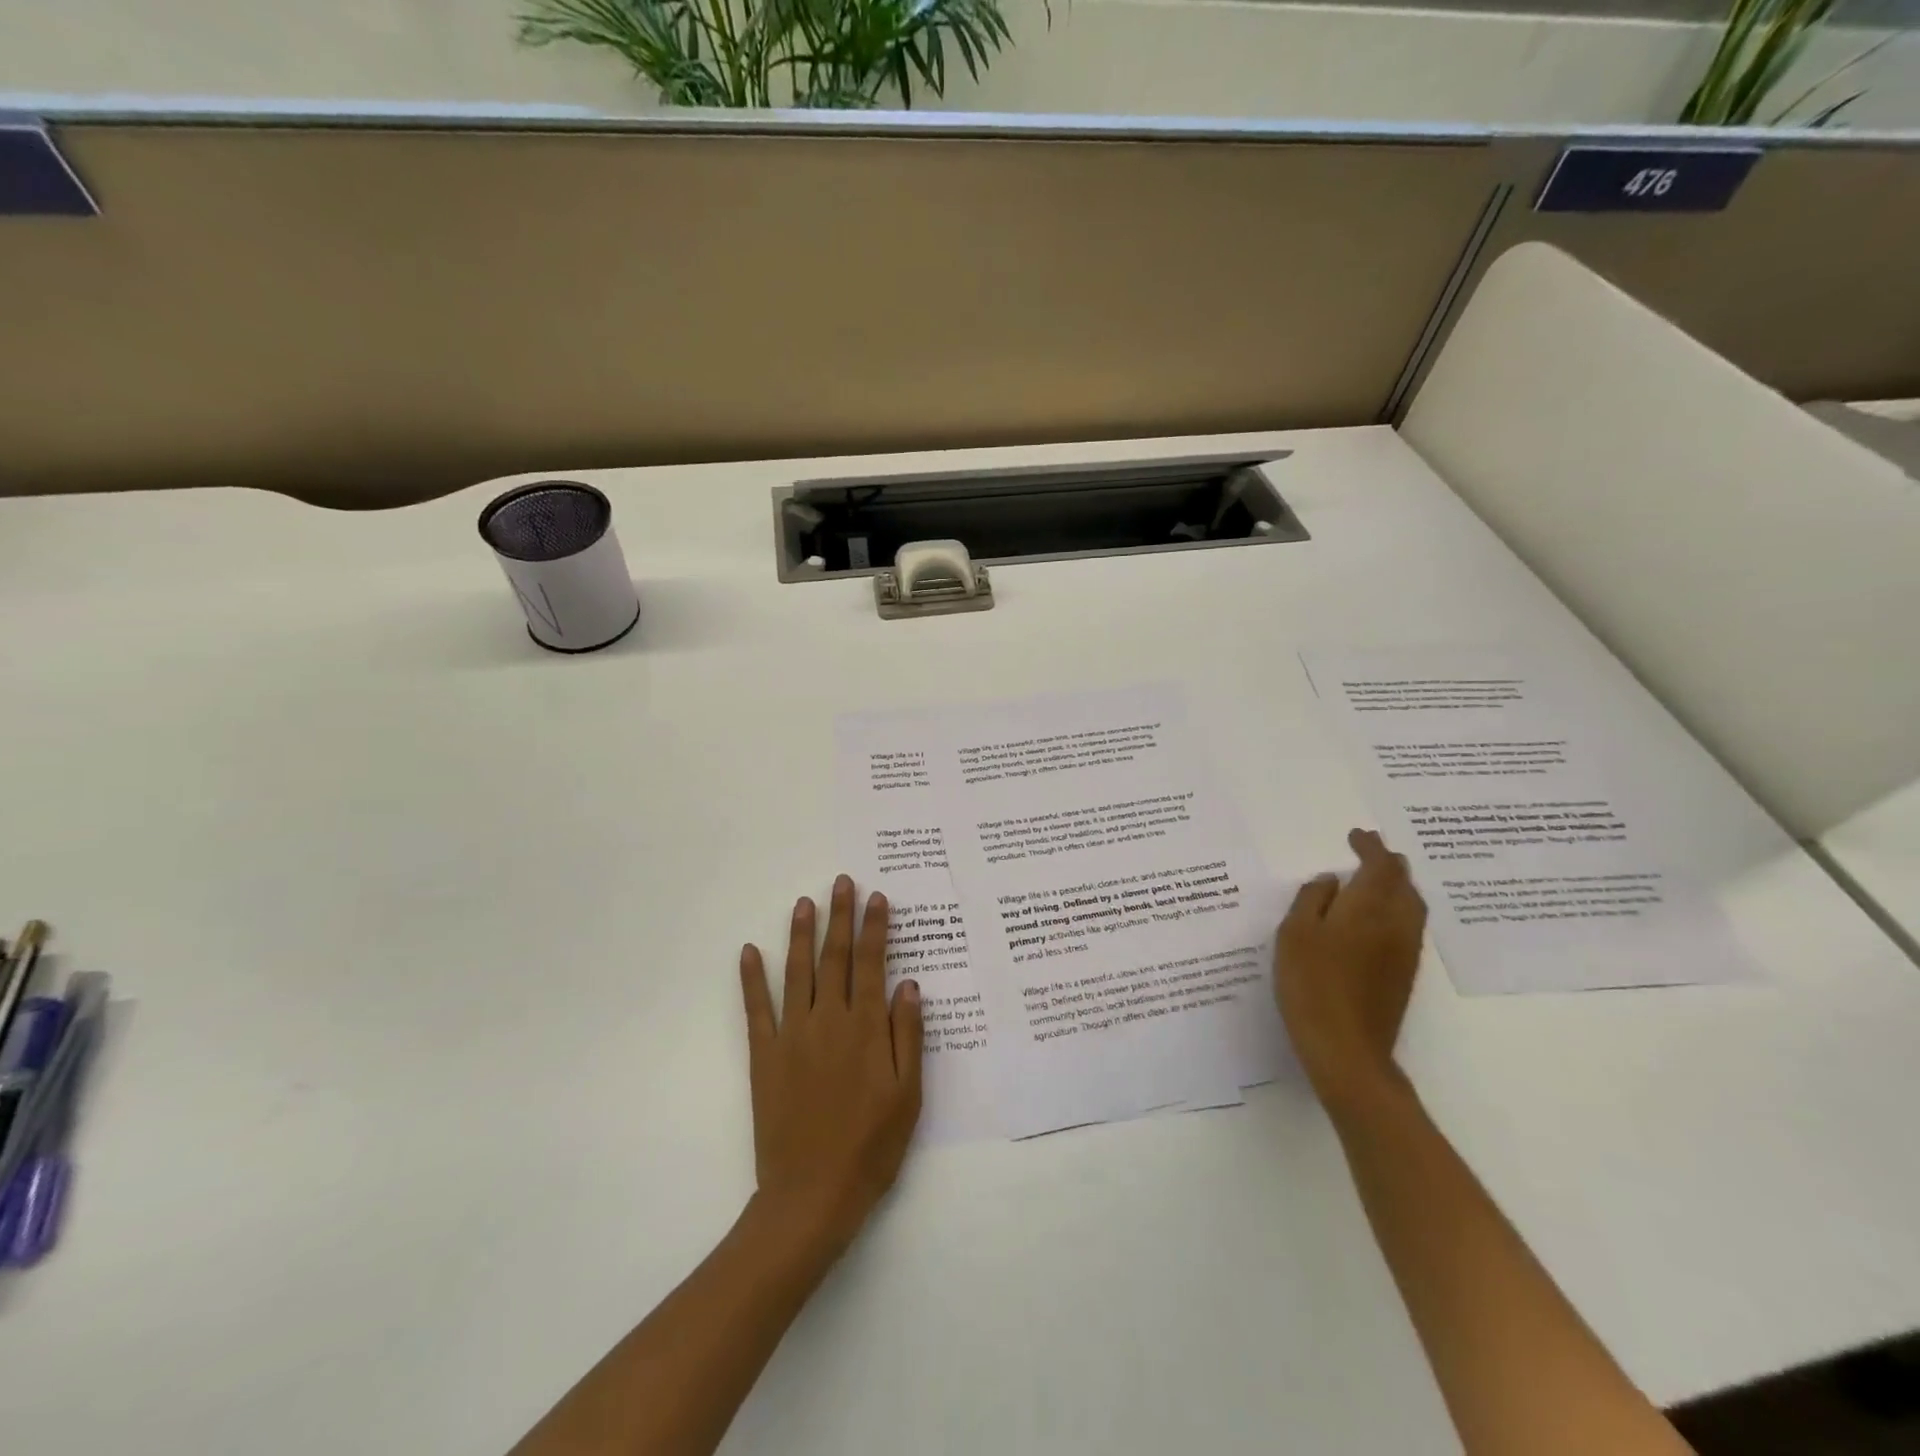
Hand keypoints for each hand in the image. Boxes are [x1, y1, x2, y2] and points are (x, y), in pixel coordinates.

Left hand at [739, 876, 922, 1260]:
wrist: (812, 1195)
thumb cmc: (871, 1146)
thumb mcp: (908, 1095)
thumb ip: (908, 1035)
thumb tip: (908, 984)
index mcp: (866, 1028)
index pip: (872, 963)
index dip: (875, 927)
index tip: (877, 897)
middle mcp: (828, 1020)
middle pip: (836, 957)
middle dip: (840, 916)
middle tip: (842, 882)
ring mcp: (792, 1035)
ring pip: (797, 971)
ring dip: (800, 934)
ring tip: (804, 902)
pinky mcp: (765, 1056)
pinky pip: (757, 1009)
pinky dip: (752, 979)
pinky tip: (748, 951)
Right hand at [1274, 829, 1426, 1110]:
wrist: (1346, 1048)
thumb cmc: (1311, 983)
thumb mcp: (1295, 933)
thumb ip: (1311, 899)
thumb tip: (1330, 881)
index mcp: (1369, 907)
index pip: (1379, 865)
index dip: (1370, 847)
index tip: (1356, 835)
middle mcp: (1396, 924)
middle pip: (1404, 883)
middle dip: (1388, 863)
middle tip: (1368, 851)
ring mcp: (1404, 951)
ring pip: (1411, 905)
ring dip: (1396, 886)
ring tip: (1374, 879)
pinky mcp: (1403, 974)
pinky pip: (1407, 926)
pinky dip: (1396, 908)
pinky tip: (1374, 918)